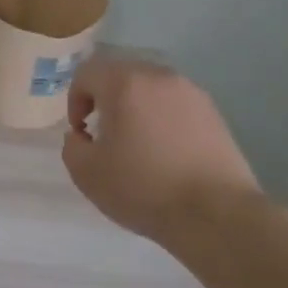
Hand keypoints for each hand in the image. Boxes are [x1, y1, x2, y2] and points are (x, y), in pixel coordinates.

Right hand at [61, 58, 262, 247]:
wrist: (215, 214)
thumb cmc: (143, 188)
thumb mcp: (87, 173)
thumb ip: (72, 145)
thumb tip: (81, 135)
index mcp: (125, 83)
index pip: (87, 72)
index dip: (74, 100)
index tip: (81, 132)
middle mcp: (159, 76)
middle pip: (120, 74)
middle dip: (105, 99)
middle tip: (105, 134)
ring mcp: (191, 93)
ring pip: (150, 88)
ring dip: (135, 107)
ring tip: (138, 144)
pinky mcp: (214, 113)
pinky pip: (175, 104)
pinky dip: (163, 119)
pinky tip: (166, 152)